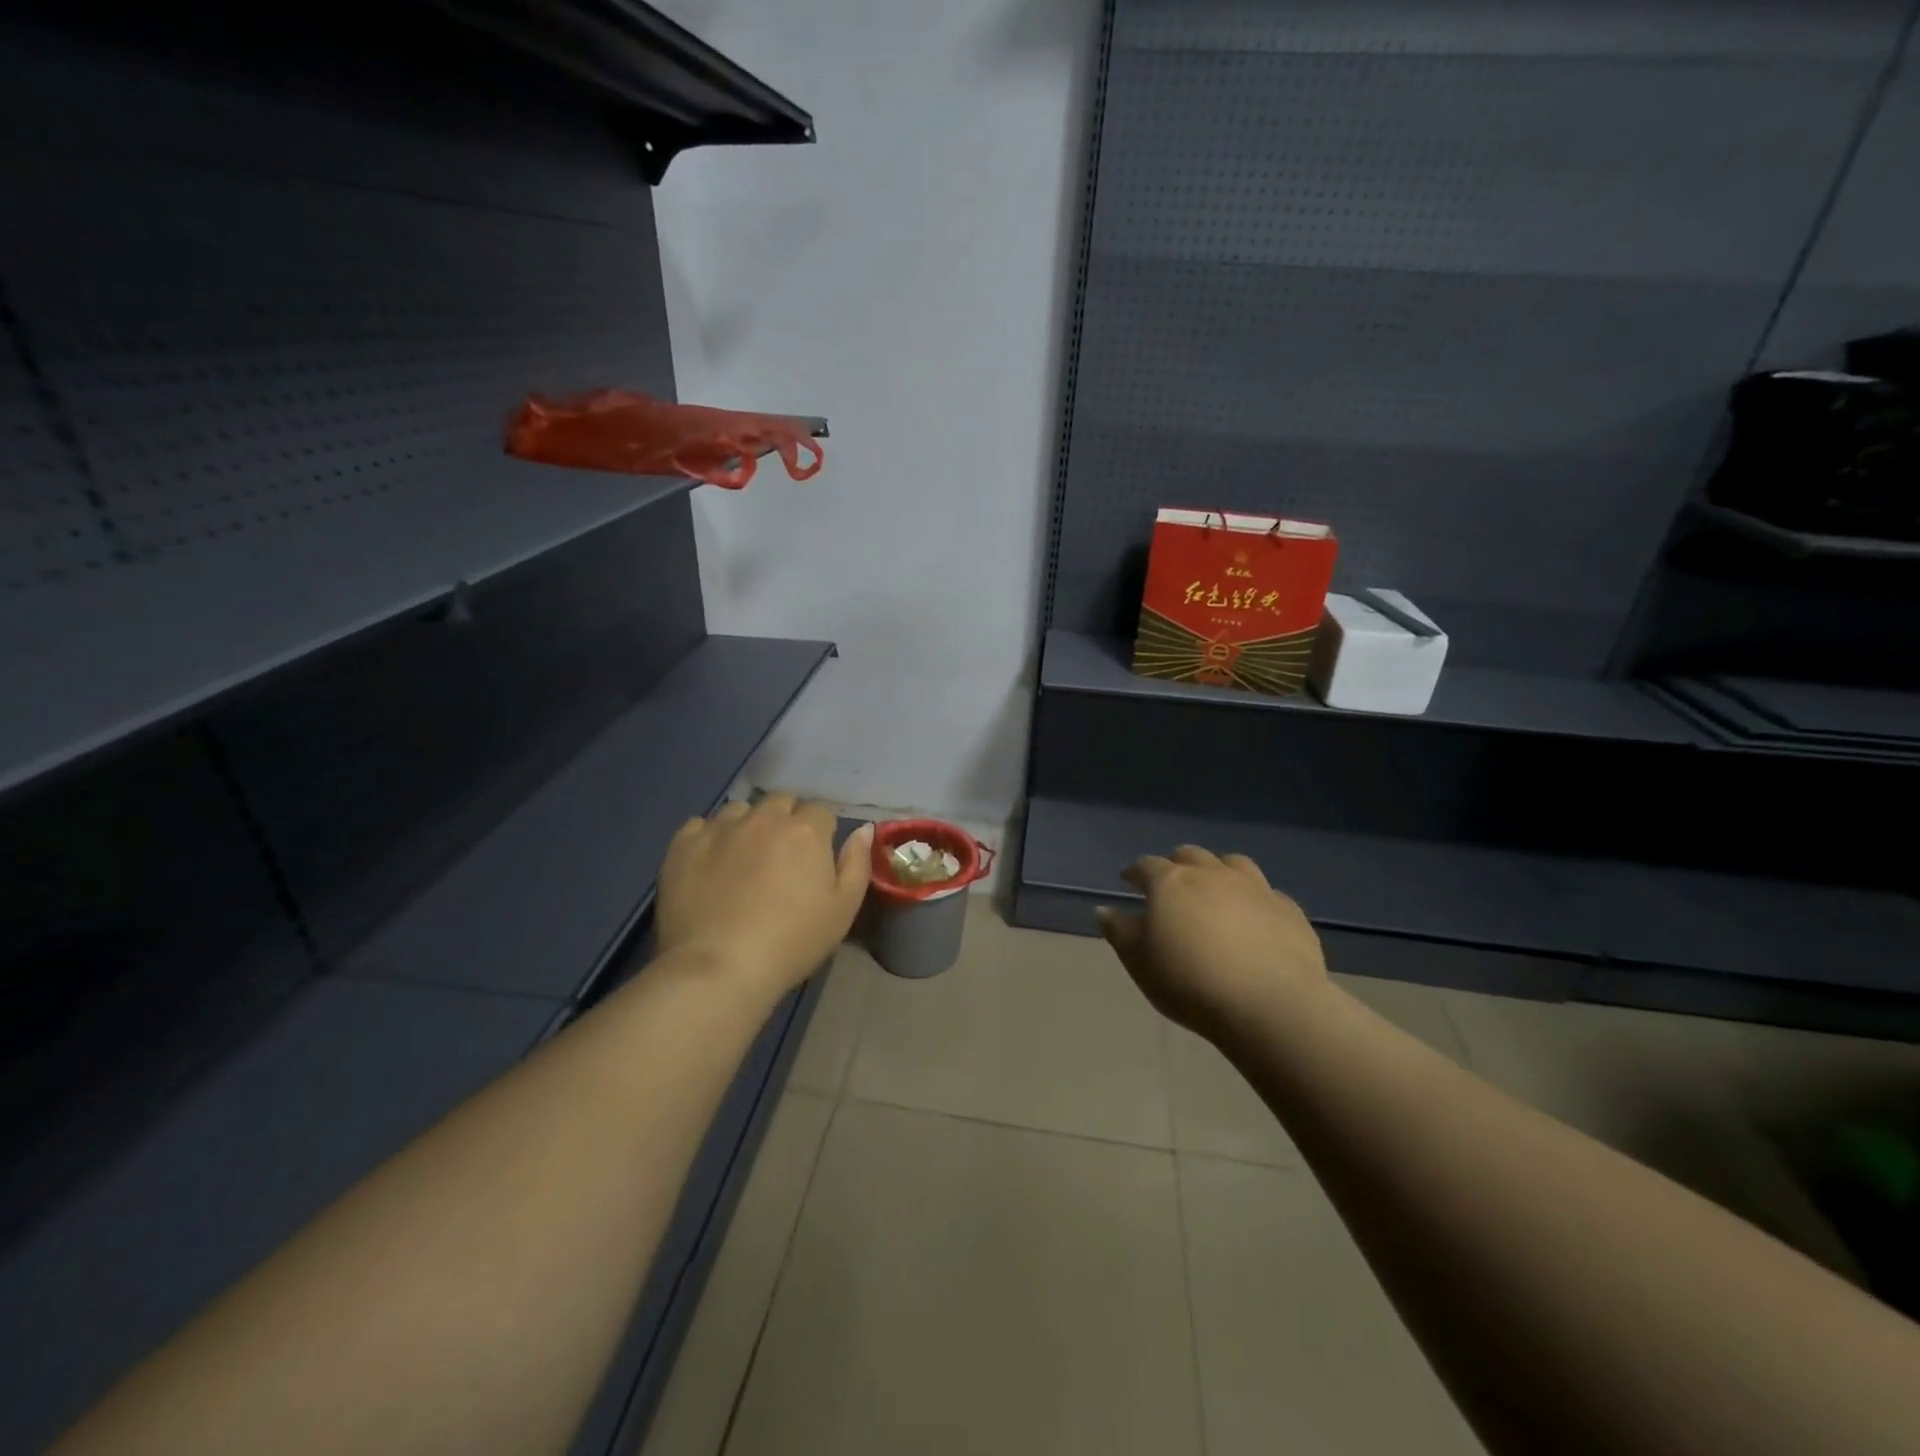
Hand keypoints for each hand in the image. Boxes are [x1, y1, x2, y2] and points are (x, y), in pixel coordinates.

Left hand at [656, 796, 872, 999]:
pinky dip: (709, 837)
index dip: (821, 833)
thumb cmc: (792, 942)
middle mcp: (763, 818)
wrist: (719, 968)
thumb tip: (864, 829)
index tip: (815, 859)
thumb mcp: (842, 910)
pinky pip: (700, 825)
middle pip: (781, 802)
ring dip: (748, 825)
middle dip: (786, 820)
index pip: (820, 811)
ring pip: (740, 810)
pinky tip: (710, 863)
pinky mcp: (684, 845)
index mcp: (805, 830)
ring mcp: (720, 828)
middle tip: (782, 857)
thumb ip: (856, 863)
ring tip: (743, 858)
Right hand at [1097, 846, 1326, 1041]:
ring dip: (1219, 871)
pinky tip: (1255, 918)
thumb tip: (1105, 910)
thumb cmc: (1190, 982)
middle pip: (1190, 856)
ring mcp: (1255, 888)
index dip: (1135, 872)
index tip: (1128, 881)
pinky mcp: (1289, 910)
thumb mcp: (1140, 962)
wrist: (1270, 1005)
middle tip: (1171, 883)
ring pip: (1233, 864)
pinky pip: (1268, 894)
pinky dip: (1255, 899)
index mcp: (1171, 883)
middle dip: (1176, 865)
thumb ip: (1120, 932)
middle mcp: (1212, 874)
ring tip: (1215, 889)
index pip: (1146, 866)